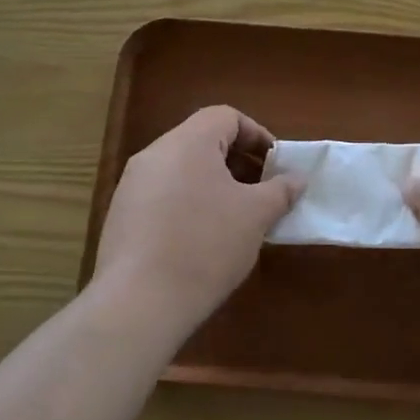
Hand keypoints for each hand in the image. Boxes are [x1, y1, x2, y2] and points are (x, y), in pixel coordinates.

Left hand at [93, 106, 301, 336]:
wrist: (138, 303)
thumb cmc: (206, 245)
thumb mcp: (256, 216)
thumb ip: (280, 190)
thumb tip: (297, 179)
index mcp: (187, 142)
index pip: (225, 116)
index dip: (256, 135)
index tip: (275, 164)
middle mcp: (154, 154)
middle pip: (202, 140)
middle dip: (237, 161)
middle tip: (262, 190)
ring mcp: (132, 185)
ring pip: (182, 169)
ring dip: (213, 184)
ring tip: (236, 217)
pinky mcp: (121, 216)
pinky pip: (162, 195)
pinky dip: (188, 203)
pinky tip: (202, 239)